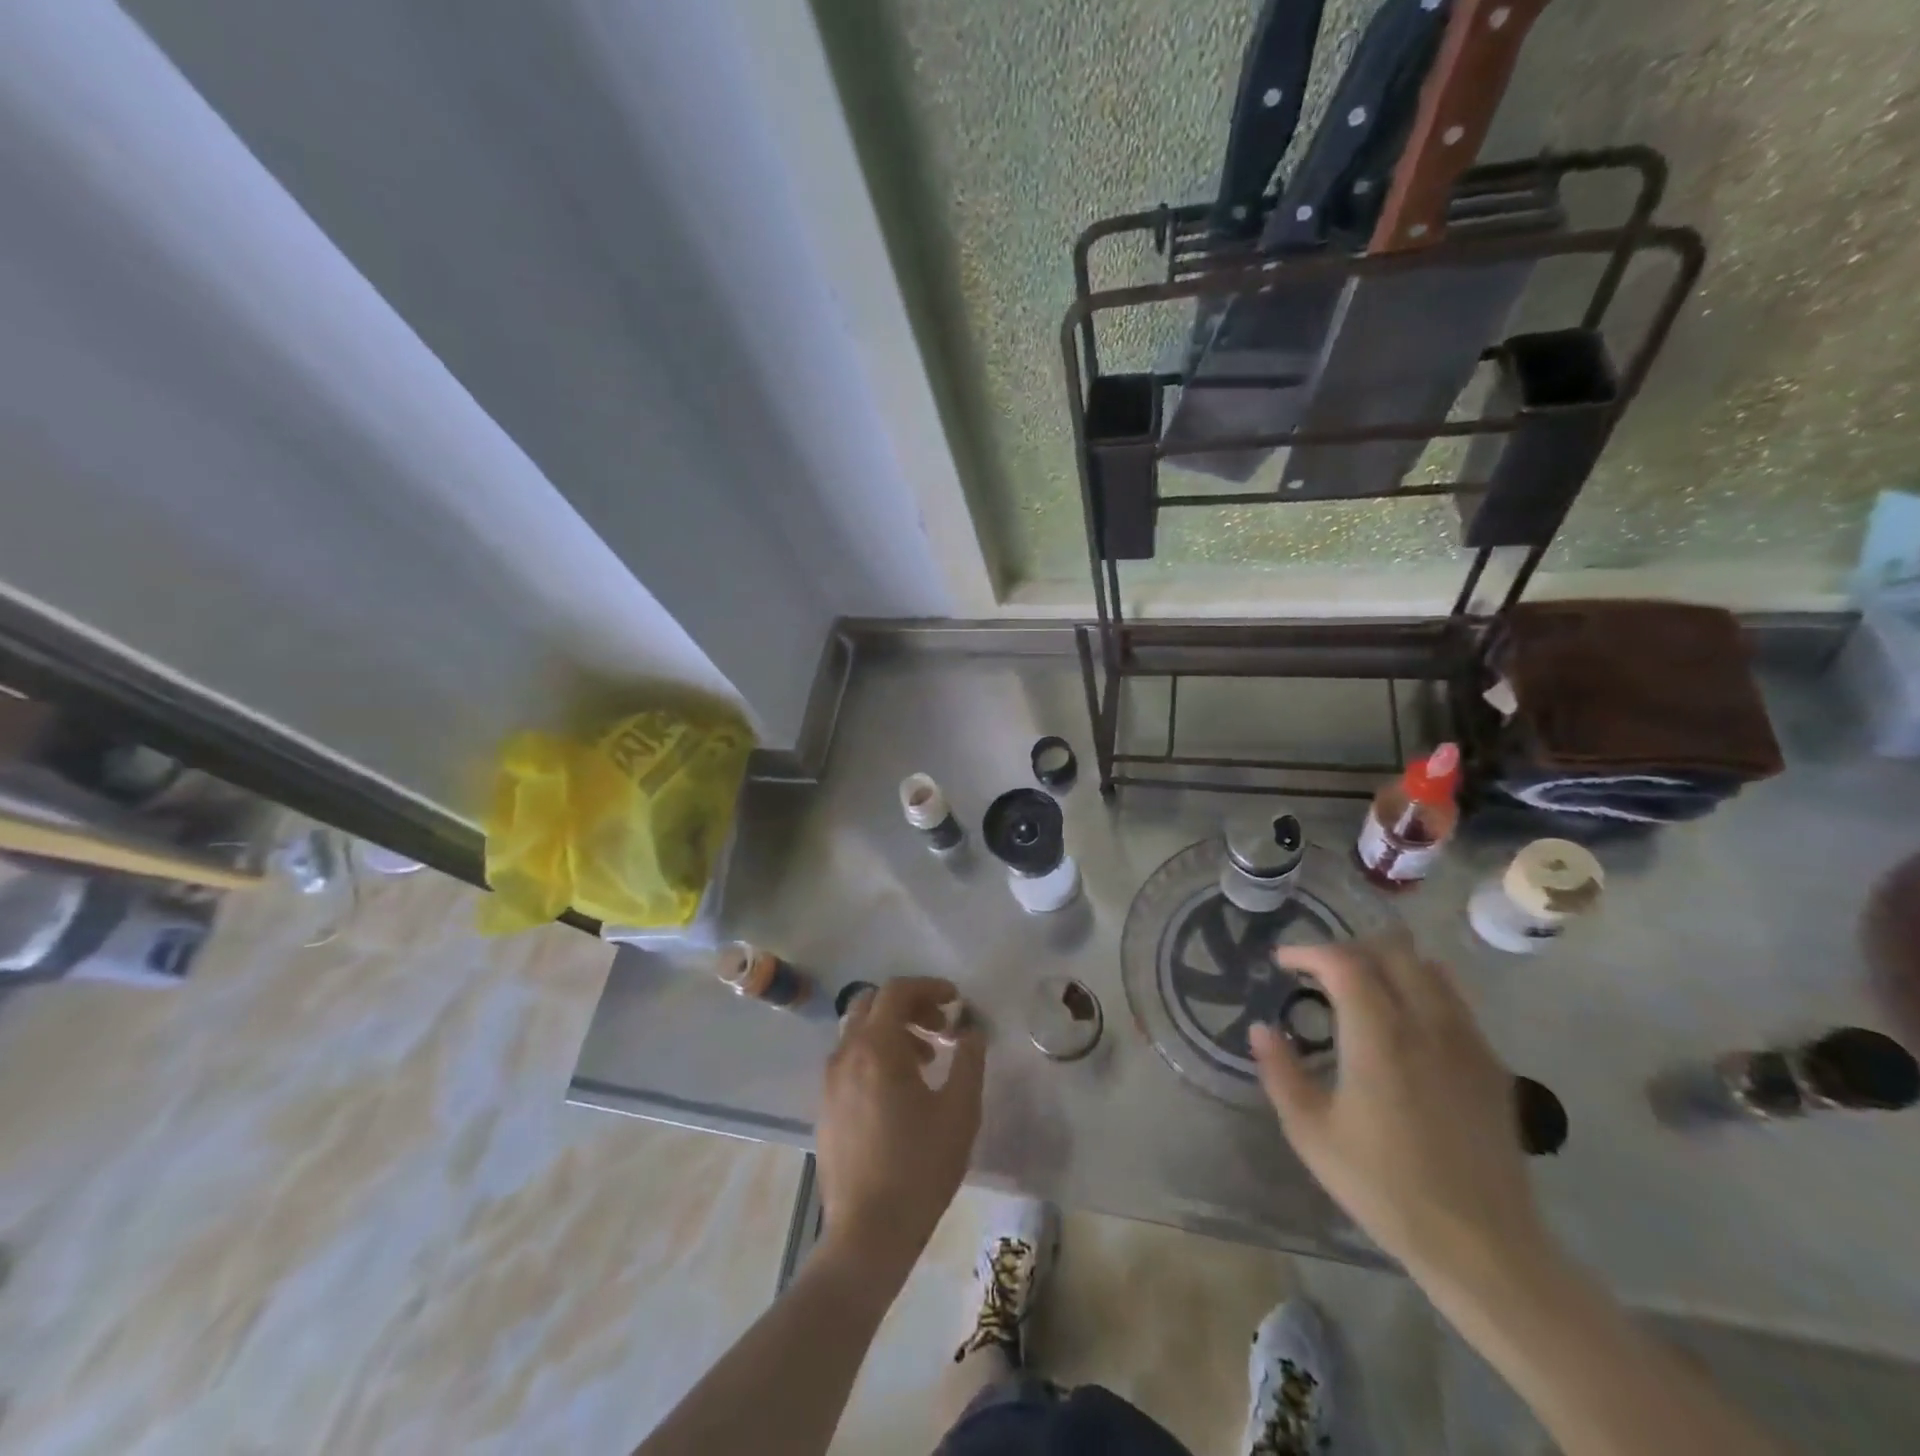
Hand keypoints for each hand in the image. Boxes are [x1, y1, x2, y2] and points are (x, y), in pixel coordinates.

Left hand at [817, 977, 984, 1277]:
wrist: (868, 1233)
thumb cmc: (920, 1167)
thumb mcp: (960, 1110)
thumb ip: (969, 1059)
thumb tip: (971, 1029)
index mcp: (876, 1047)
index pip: (897, 991)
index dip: (929, 987)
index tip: (956, 1001)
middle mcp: (846, 1054)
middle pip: (872, 1004)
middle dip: (909, 1006)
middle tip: (940, 1027)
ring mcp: (830, 1081)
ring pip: (858, 1032)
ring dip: (892, 1031)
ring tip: (926, 1061)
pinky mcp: (826, 1106)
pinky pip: (850, 1060)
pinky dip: (875, 1055)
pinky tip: (900, 1091)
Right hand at [1250, 937, 1549, 1288]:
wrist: (1482, 1246)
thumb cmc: (1384, 1187)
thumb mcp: (1311, 1133)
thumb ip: (1281, 1072)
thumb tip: (1261, 1029)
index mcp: (1379, 1037)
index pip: (1344, 962)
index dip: (1308, 951)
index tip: (1283, 963)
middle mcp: (1426, 1025)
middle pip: (1391, 951)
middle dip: (1348, 950)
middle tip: (1319, 972)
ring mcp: (1466, 1042)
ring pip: (1429, 968)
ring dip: (1388, 964)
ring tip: (1361, 988)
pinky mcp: (1491, 1065)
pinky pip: (1456, 1001)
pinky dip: (1423, 989)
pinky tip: (1405, 1024)